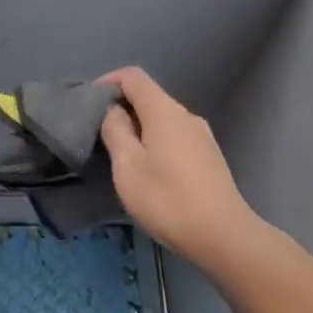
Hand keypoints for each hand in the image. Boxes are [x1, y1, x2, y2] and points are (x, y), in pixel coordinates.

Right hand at [100, 66, 259, 268]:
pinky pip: (175, 137)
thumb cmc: (167, 199)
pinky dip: (156, 142)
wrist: (223, 236)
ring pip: (163, 119)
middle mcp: (186, 115)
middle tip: (100, 133)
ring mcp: (202, 136)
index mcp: (164, 111)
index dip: (109, 81)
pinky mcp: (209, 157)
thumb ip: (116, 131)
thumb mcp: (128, 166)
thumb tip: (115, 111)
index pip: (134, 76)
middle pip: (149, 97)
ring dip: (139, 127)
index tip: (89, 102)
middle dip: (122, 107)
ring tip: (121, 154)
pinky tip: (149, 170)